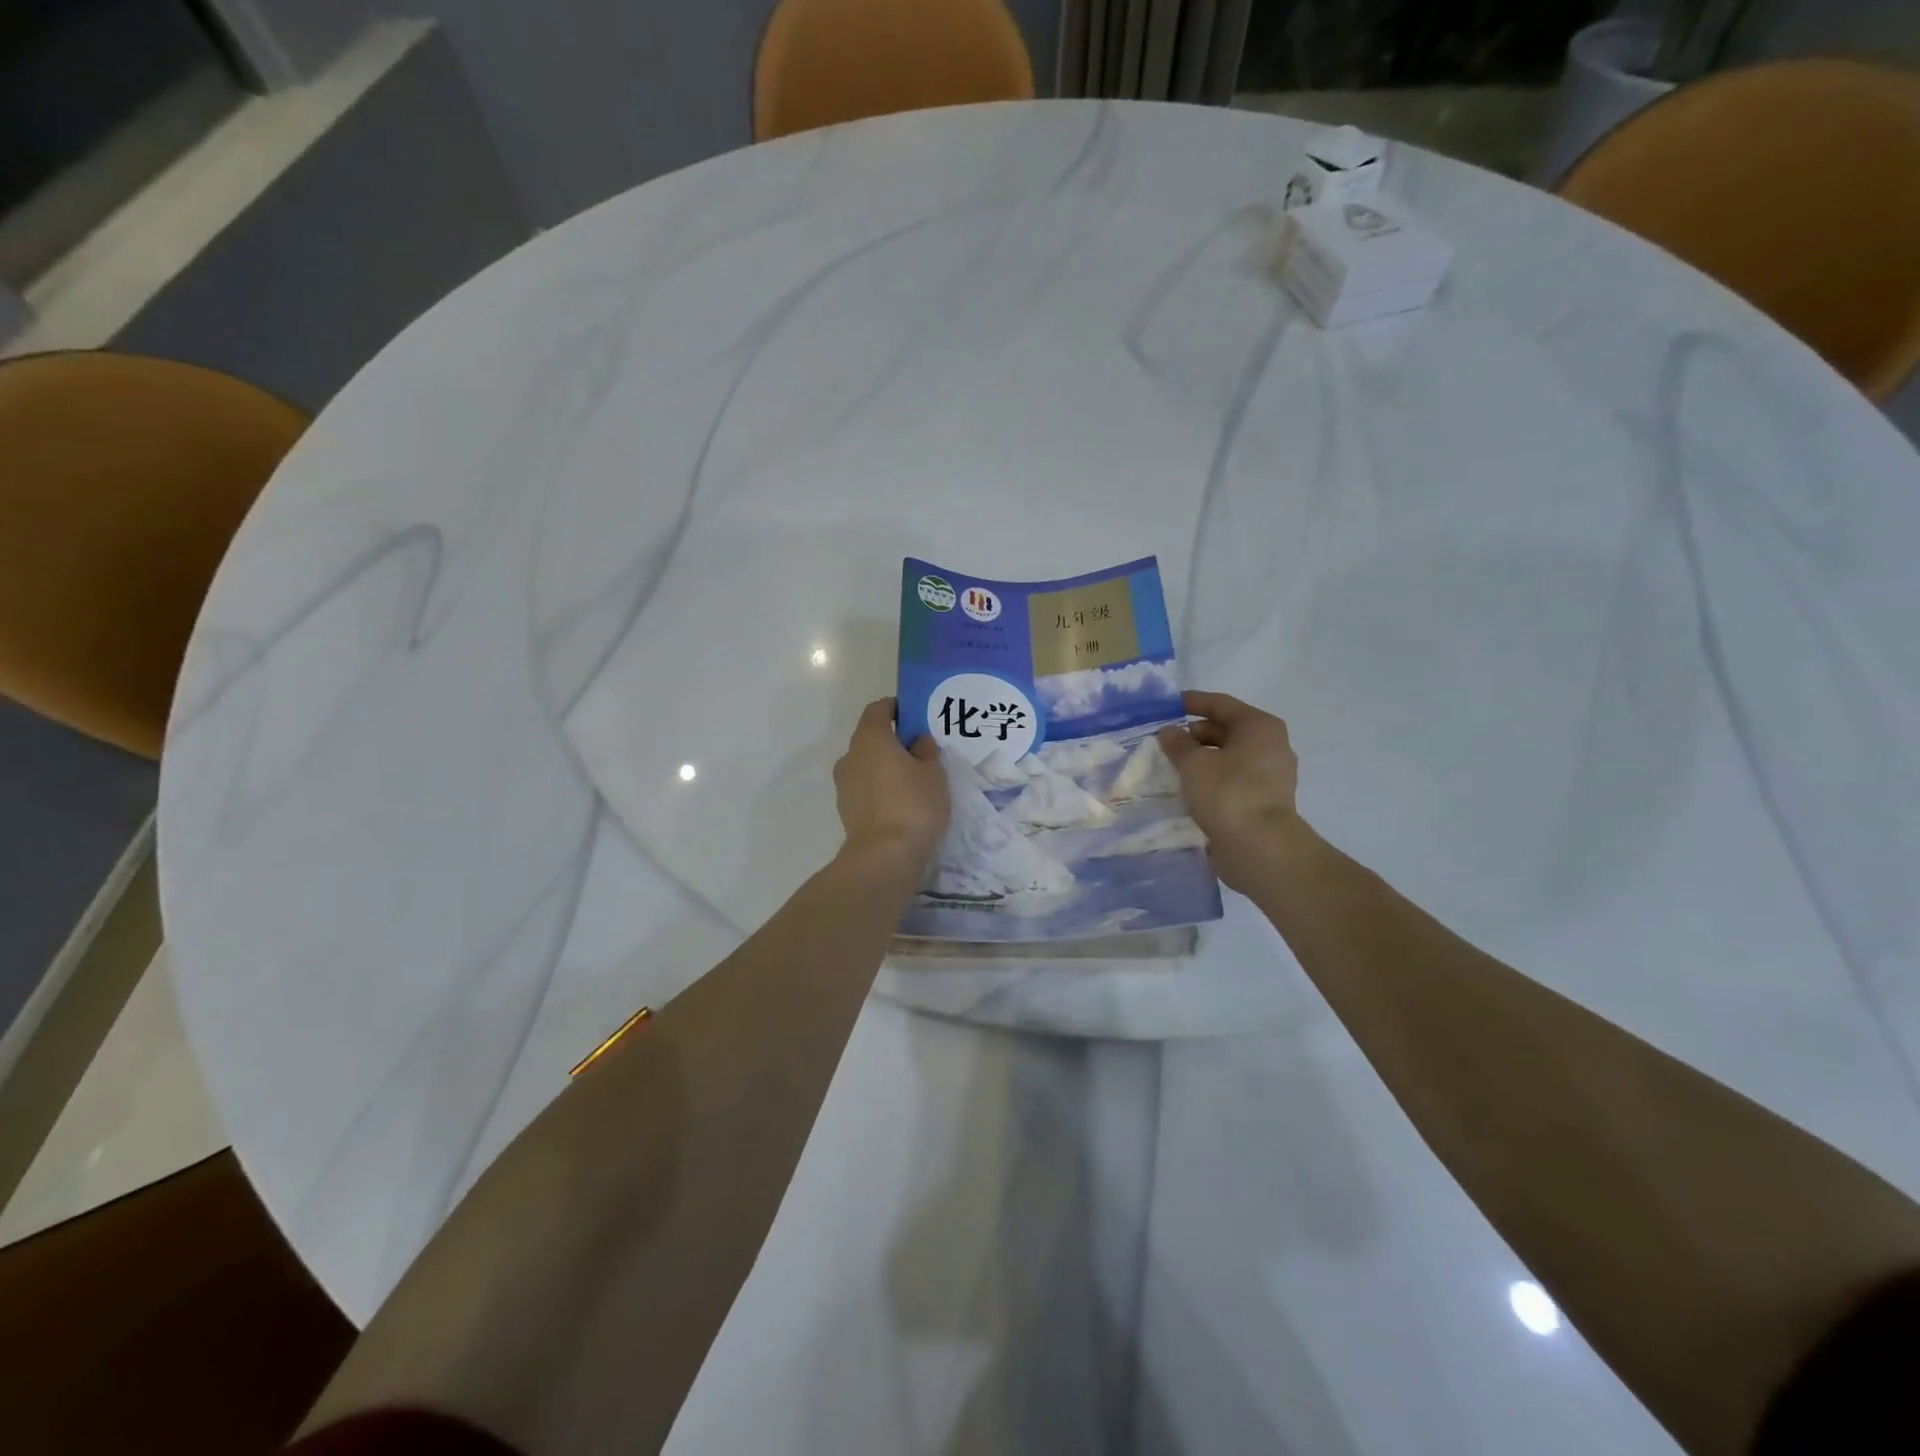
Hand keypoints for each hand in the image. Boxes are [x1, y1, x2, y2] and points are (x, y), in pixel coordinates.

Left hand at [833, 698, 949, 866]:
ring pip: (867, 765)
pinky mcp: (846, 810)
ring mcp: (844, 785)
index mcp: (870, 738)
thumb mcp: (933, 774)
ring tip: (913, 782)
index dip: (895, 708)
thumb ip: (926, 751)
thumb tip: (917, 742)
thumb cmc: (913, 805)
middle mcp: (850, 756)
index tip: (914, 716)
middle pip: (871, 738)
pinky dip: (880, 790)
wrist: (884, 857)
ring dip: (885, 768)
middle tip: (920, 753)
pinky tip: (901, 804)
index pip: (878, 709)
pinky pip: (865, 789)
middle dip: (893, 741)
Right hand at [1158, 690, 1301, 893]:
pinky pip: (1232, 779)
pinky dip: (1211, 778)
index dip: (1192, 702)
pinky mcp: (1264, 800)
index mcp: (1259, 726)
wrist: (1260, 847)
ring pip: (1228, 757)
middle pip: (1226, 730)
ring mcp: (1270, 775)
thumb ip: (1178, 743)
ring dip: (1201, 758)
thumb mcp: (1194, 763)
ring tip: (1171, 765)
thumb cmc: (1228, 793)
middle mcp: (1271, 745)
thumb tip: (1168, 731)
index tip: (1166, 706)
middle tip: (1164, 741)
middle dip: (1194, 734)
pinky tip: (1188, 787)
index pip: (1221, 704)